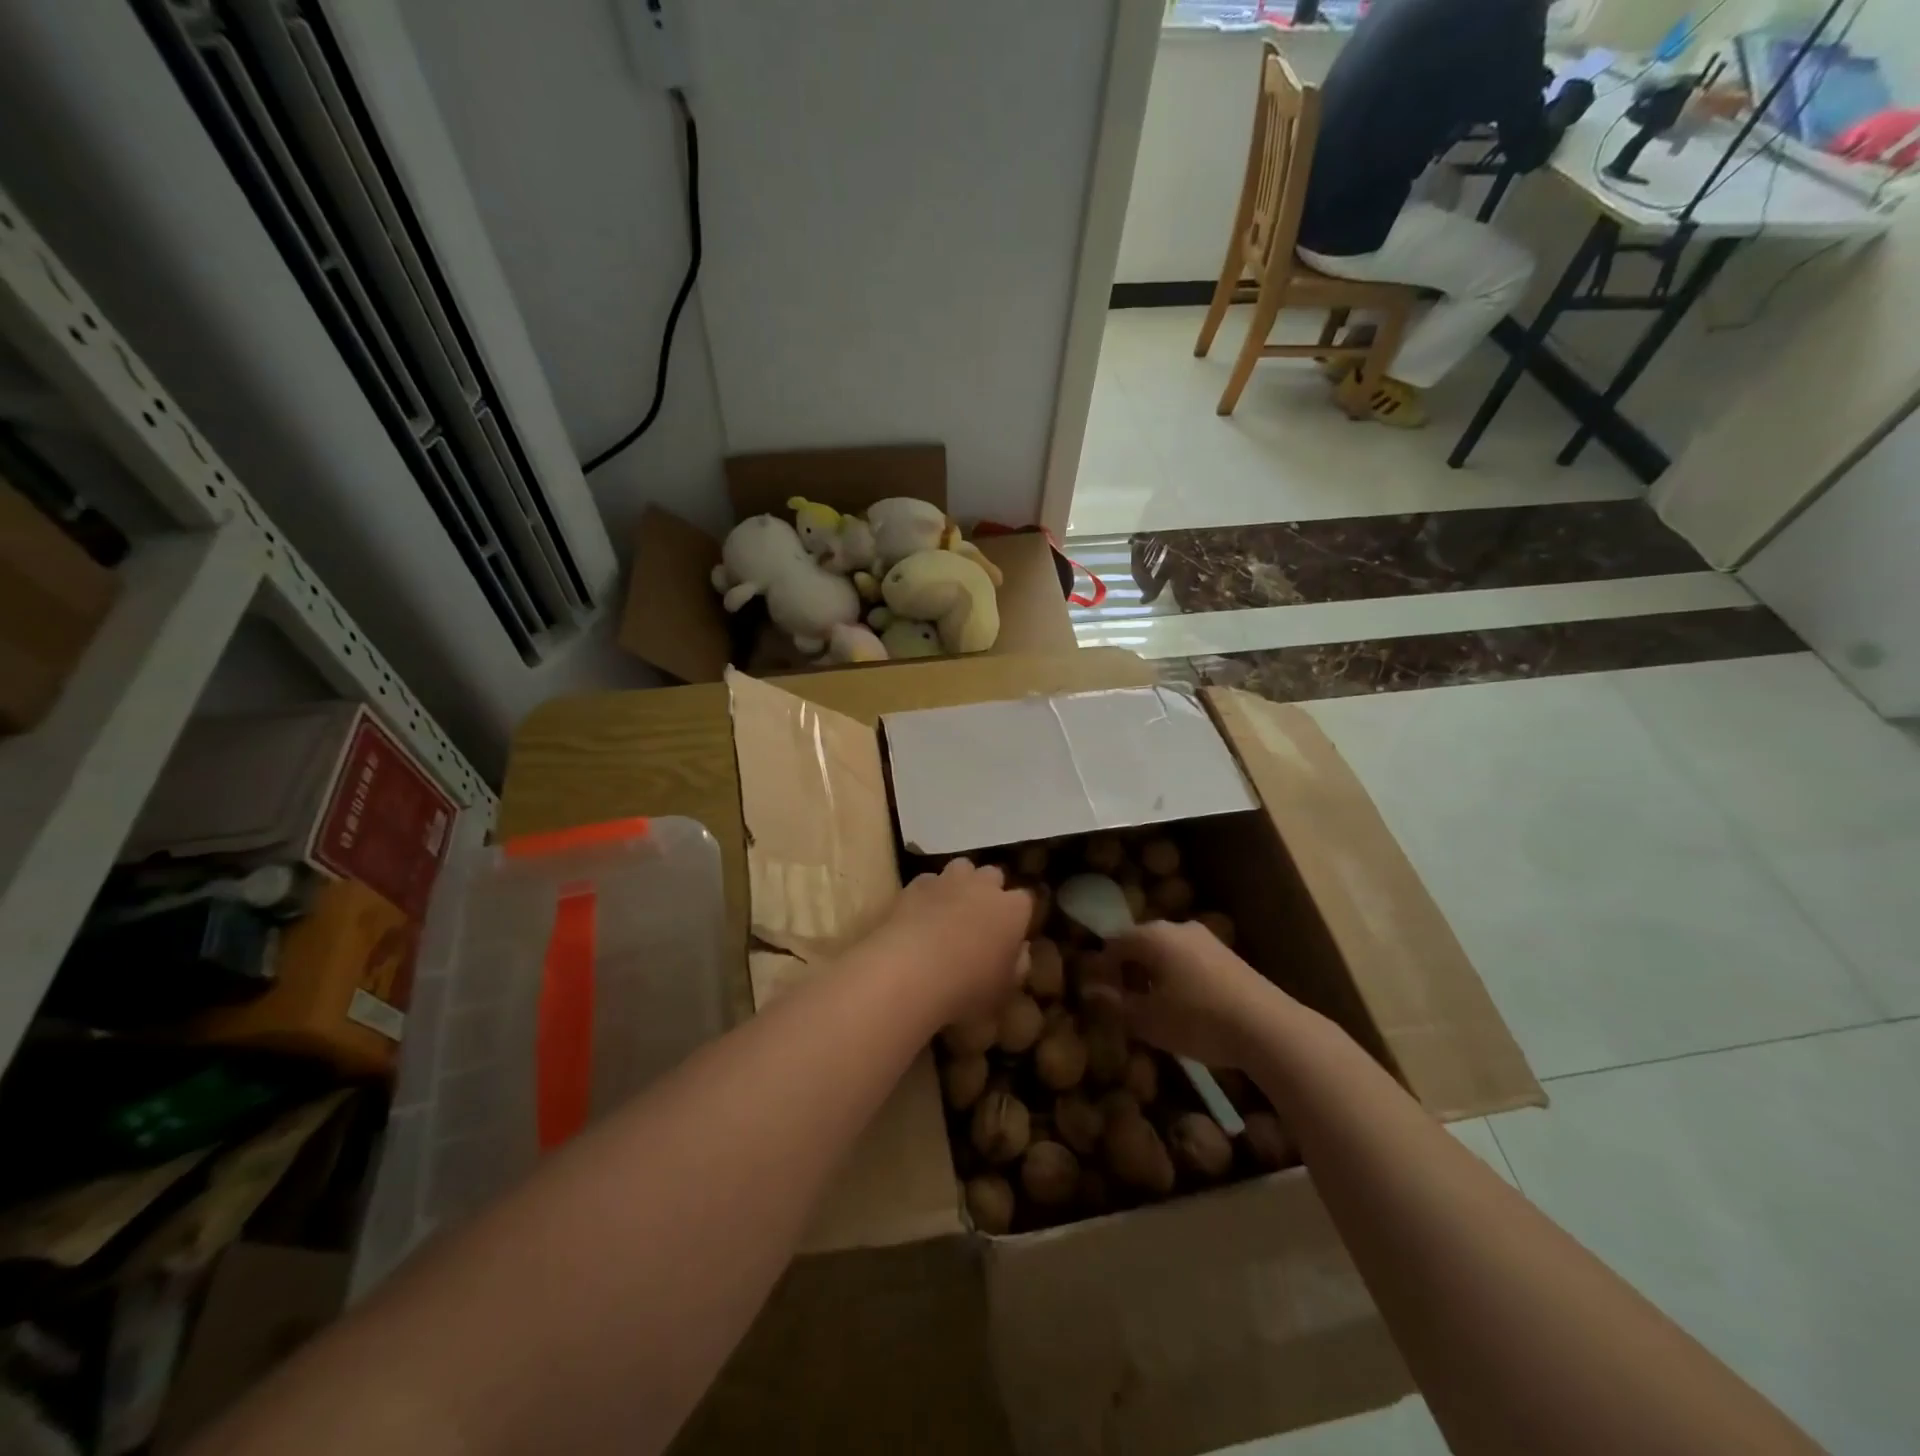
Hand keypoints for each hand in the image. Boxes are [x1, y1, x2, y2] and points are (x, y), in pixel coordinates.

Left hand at [866, 858, 1031, 1024]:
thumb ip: (1018, 964)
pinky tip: (920, 914)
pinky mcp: (916, 884)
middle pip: (993, 875)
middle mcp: (983, 886)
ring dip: (961, 883)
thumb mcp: (1005, 989)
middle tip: (982, 918)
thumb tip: (1020, 949)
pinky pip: (928, 880)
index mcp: (1013, 910)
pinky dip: (929, 892)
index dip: (1019, 914)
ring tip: (951, 909)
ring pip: (962, 868)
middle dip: (990, 890)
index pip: (1026, 899)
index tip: (1013, 931)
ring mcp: (948, 880)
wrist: (910, 972)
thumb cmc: (967, 987)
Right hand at [1085, 921, 1295, 1070]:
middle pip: (1141, 944)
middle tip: (1122, 1003)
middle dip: (1127, 971)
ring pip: (1167, 952)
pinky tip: (1183, 1008)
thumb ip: (1115, 1004)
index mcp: (1153, 935)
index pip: (1114, 944)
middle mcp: (1178, 928)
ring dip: (1153, 975)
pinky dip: (1177, 978)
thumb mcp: (1148, 1019)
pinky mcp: (1228, 957)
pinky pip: (1189, 961)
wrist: (1268, 1028)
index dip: (1101, 969)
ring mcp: (1206, 940)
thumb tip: (1090, 993)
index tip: (1098, 996)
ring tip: (1151, 1008)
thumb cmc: (1197, 1019)